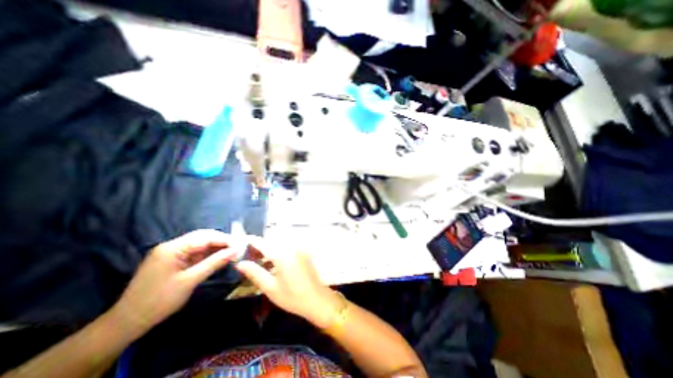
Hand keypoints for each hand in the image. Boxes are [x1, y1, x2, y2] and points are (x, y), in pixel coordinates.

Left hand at [114, 230, 242, 333]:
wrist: (127, 323)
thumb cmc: (159, 301)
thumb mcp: (190, 281)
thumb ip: (214, 263)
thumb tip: (235, 251)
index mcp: (172, 248)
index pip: (205, 237)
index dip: (224, 239)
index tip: (241, 245)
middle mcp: (172, 246)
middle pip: (202, 237)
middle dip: (221, 241)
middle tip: (237, 248)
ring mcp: (171, 253)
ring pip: (200, 244)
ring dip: (216, 247)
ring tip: (231, 252)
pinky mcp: (172, 260)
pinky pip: (194, 252)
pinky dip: (208, 254)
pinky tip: (218, 257)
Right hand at [236, 242, 342, 327]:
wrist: (317, 299)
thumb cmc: (292, 296)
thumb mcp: (270, 287)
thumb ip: (254, 272)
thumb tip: (239, 263)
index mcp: (282, 253)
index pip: (262, 242)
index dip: (249, 242)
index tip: (238, 245)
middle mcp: (291, 246)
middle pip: (270, 241)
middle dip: (258, 247)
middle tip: (246, 258)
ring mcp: (298, 248)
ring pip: (278, 244)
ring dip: (267, 250)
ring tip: (256, 262)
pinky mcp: (302, 252)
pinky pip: (286, 247)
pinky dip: (277, 252)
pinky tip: (271, 264)